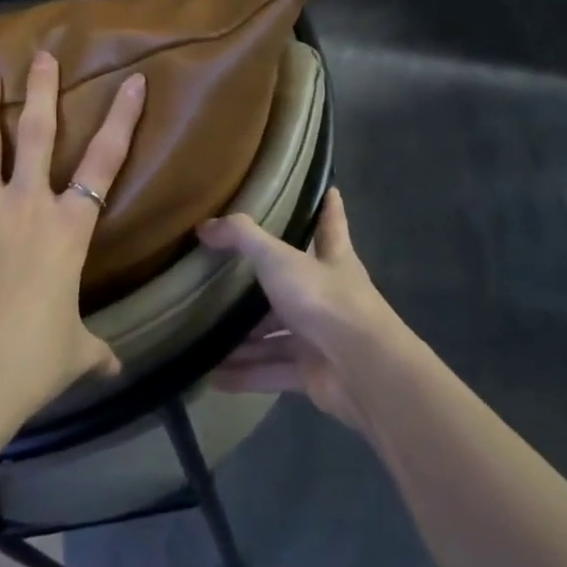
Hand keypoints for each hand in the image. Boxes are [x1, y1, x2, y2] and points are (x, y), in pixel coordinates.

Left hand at [0, 53, 145, 413]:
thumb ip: (94, 351)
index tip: (134, 81)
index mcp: (68, 228)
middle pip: (38, 133)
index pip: (106, 161)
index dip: (122, 118)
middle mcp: (26, 204)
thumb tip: (114, 369)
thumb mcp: (72, 353)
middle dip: (42, 90)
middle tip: (42, 57)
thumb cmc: (29, 361)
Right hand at [200, 189, 402, 431]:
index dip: (329, 207)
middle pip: (291, 287)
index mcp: (332, 259)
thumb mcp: (279, 258)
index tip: (330, 189)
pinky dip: (244, 375)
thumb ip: (242, 239)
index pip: (331, 225)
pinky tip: (212, 377)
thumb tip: (204, 226)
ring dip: (243, 340)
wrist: (363, 369)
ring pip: (276, 335)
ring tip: (203, 337)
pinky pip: (271, 371)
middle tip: (222, 279)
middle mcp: (328, 295)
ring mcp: (321, 336)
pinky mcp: (312, 373)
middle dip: (260, 288)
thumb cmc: (325, 299)